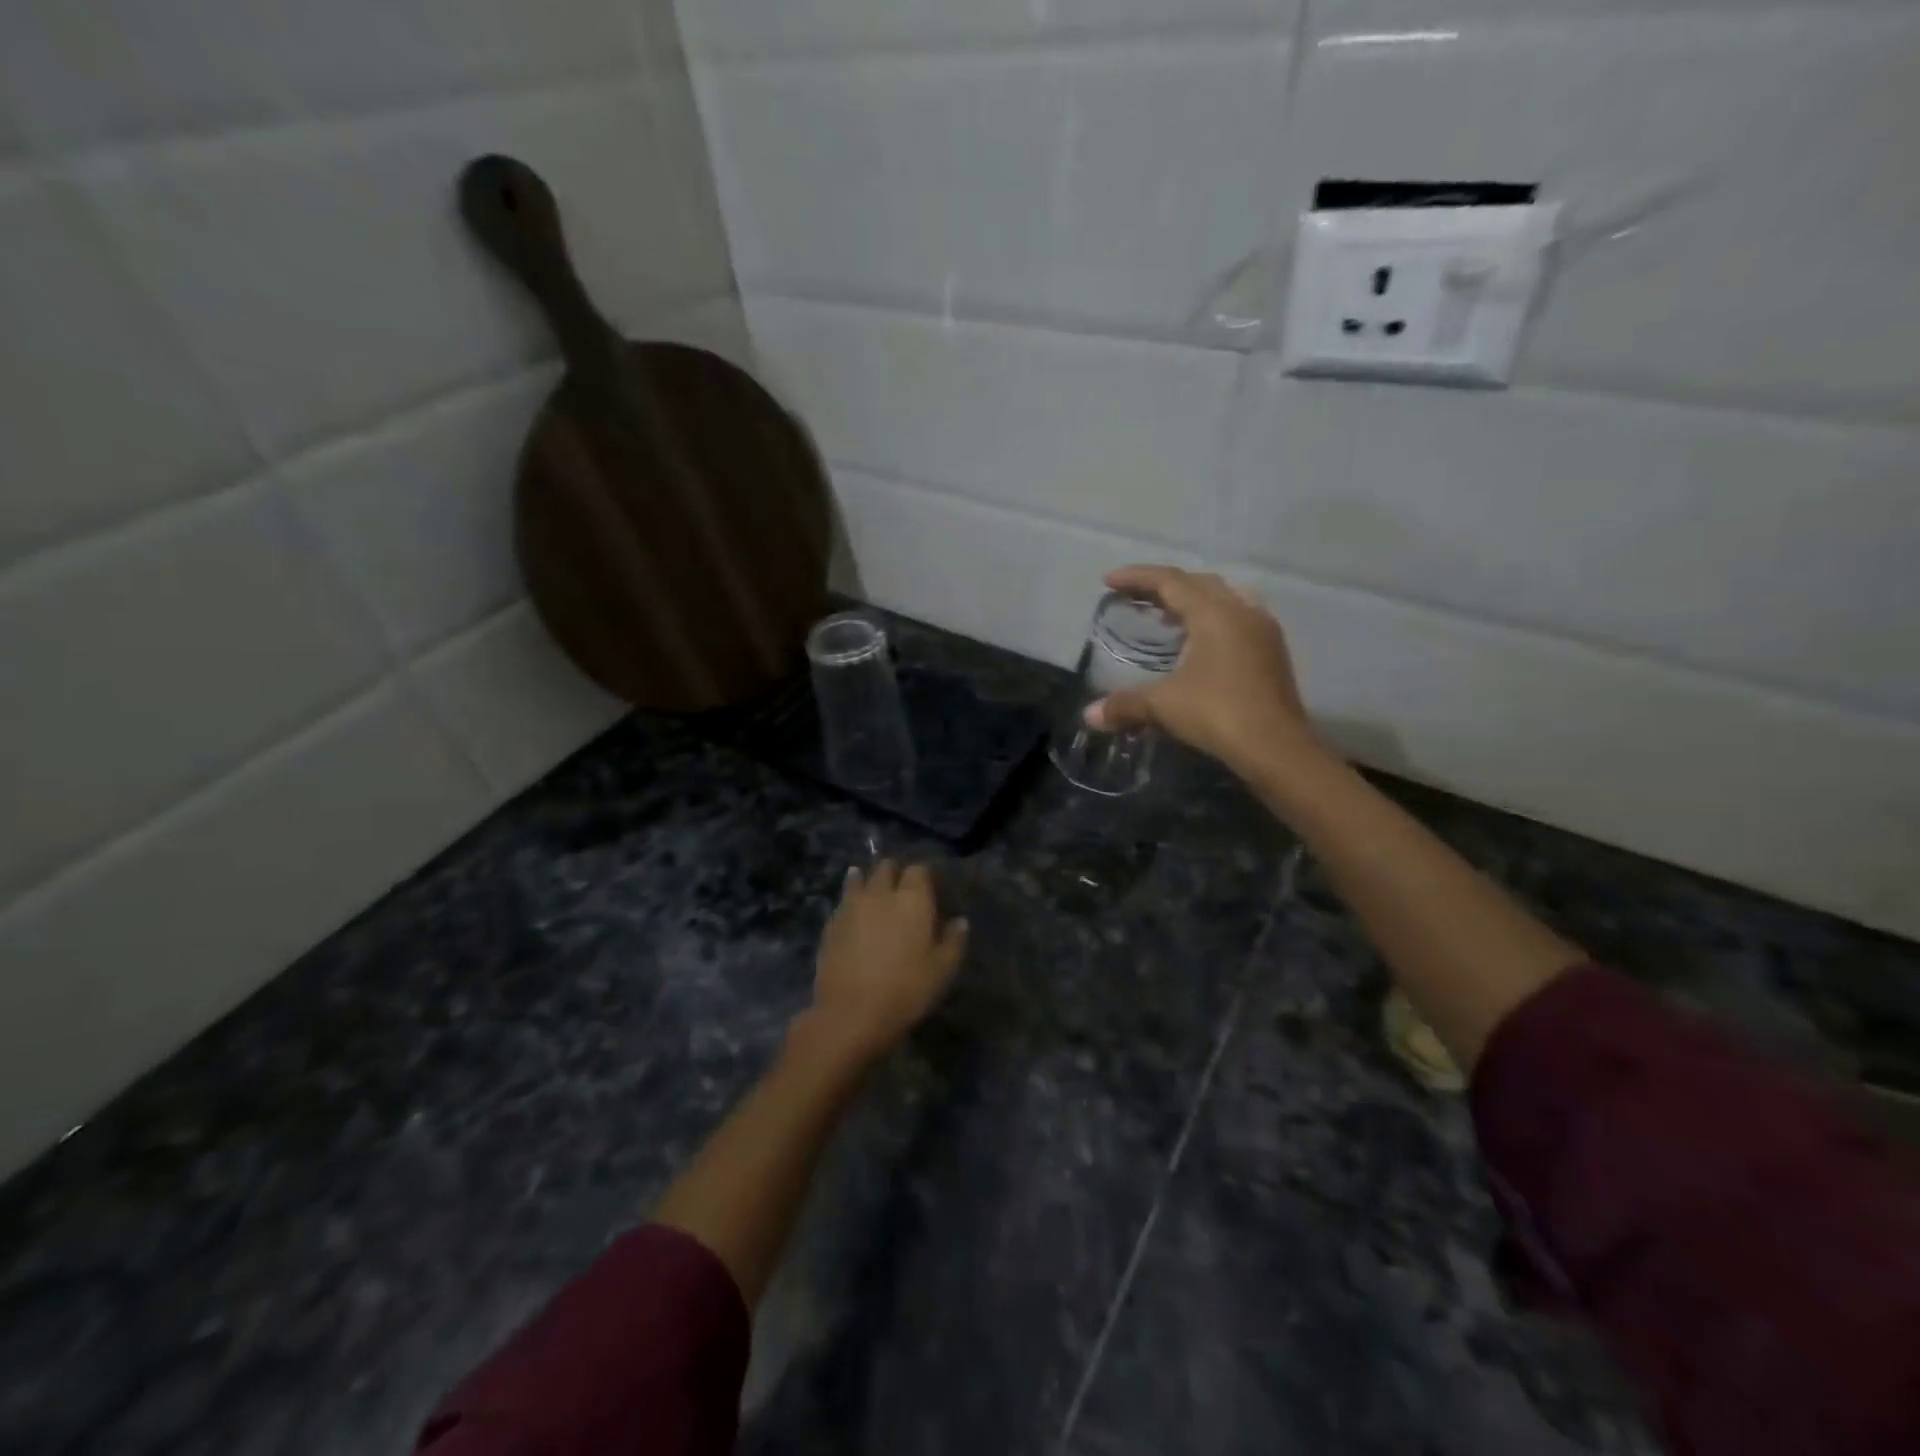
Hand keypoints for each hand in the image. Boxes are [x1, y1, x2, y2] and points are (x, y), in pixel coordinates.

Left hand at [804, 859, 967, 1063]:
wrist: (851, 1014)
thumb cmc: (906, 990)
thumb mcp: (942, 970)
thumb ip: (953, 941)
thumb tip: (960, 921)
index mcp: (912, 899)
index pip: (919, 869)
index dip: (925, 876)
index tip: (931, 890)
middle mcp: (880, 893)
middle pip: (886, 867)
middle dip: (895, 872)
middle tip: (902, 890)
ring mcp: (851, 906)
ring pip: (859, 878)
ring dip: (867, 879)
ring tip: (873, 892)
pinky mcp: (830, 924)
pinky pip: (843, 901)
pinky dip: (850, 900)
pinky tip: (853, 913)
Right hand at [1086, 564, 1324, 780]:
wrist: (1276, 747)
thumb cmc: (1218, 714)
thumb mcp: (1163, 706)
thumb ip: (1124, 704)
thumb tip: (1089, 715)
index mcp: (1214, 613)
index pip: (1170, 581)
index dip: (1137, 578)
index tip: (1109, 581)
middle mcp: (1241, 611)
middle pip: (1198, 583)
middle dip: (1163, 586)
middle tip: (1135, 597)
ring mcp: (1262, 629)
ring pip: (1223, 597)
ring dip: (1192, 599)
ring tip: (1168, 615)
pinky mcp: (1272, 651)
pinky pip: (1238, 617)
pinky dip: (1213, 618)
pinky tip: (1200, 641)